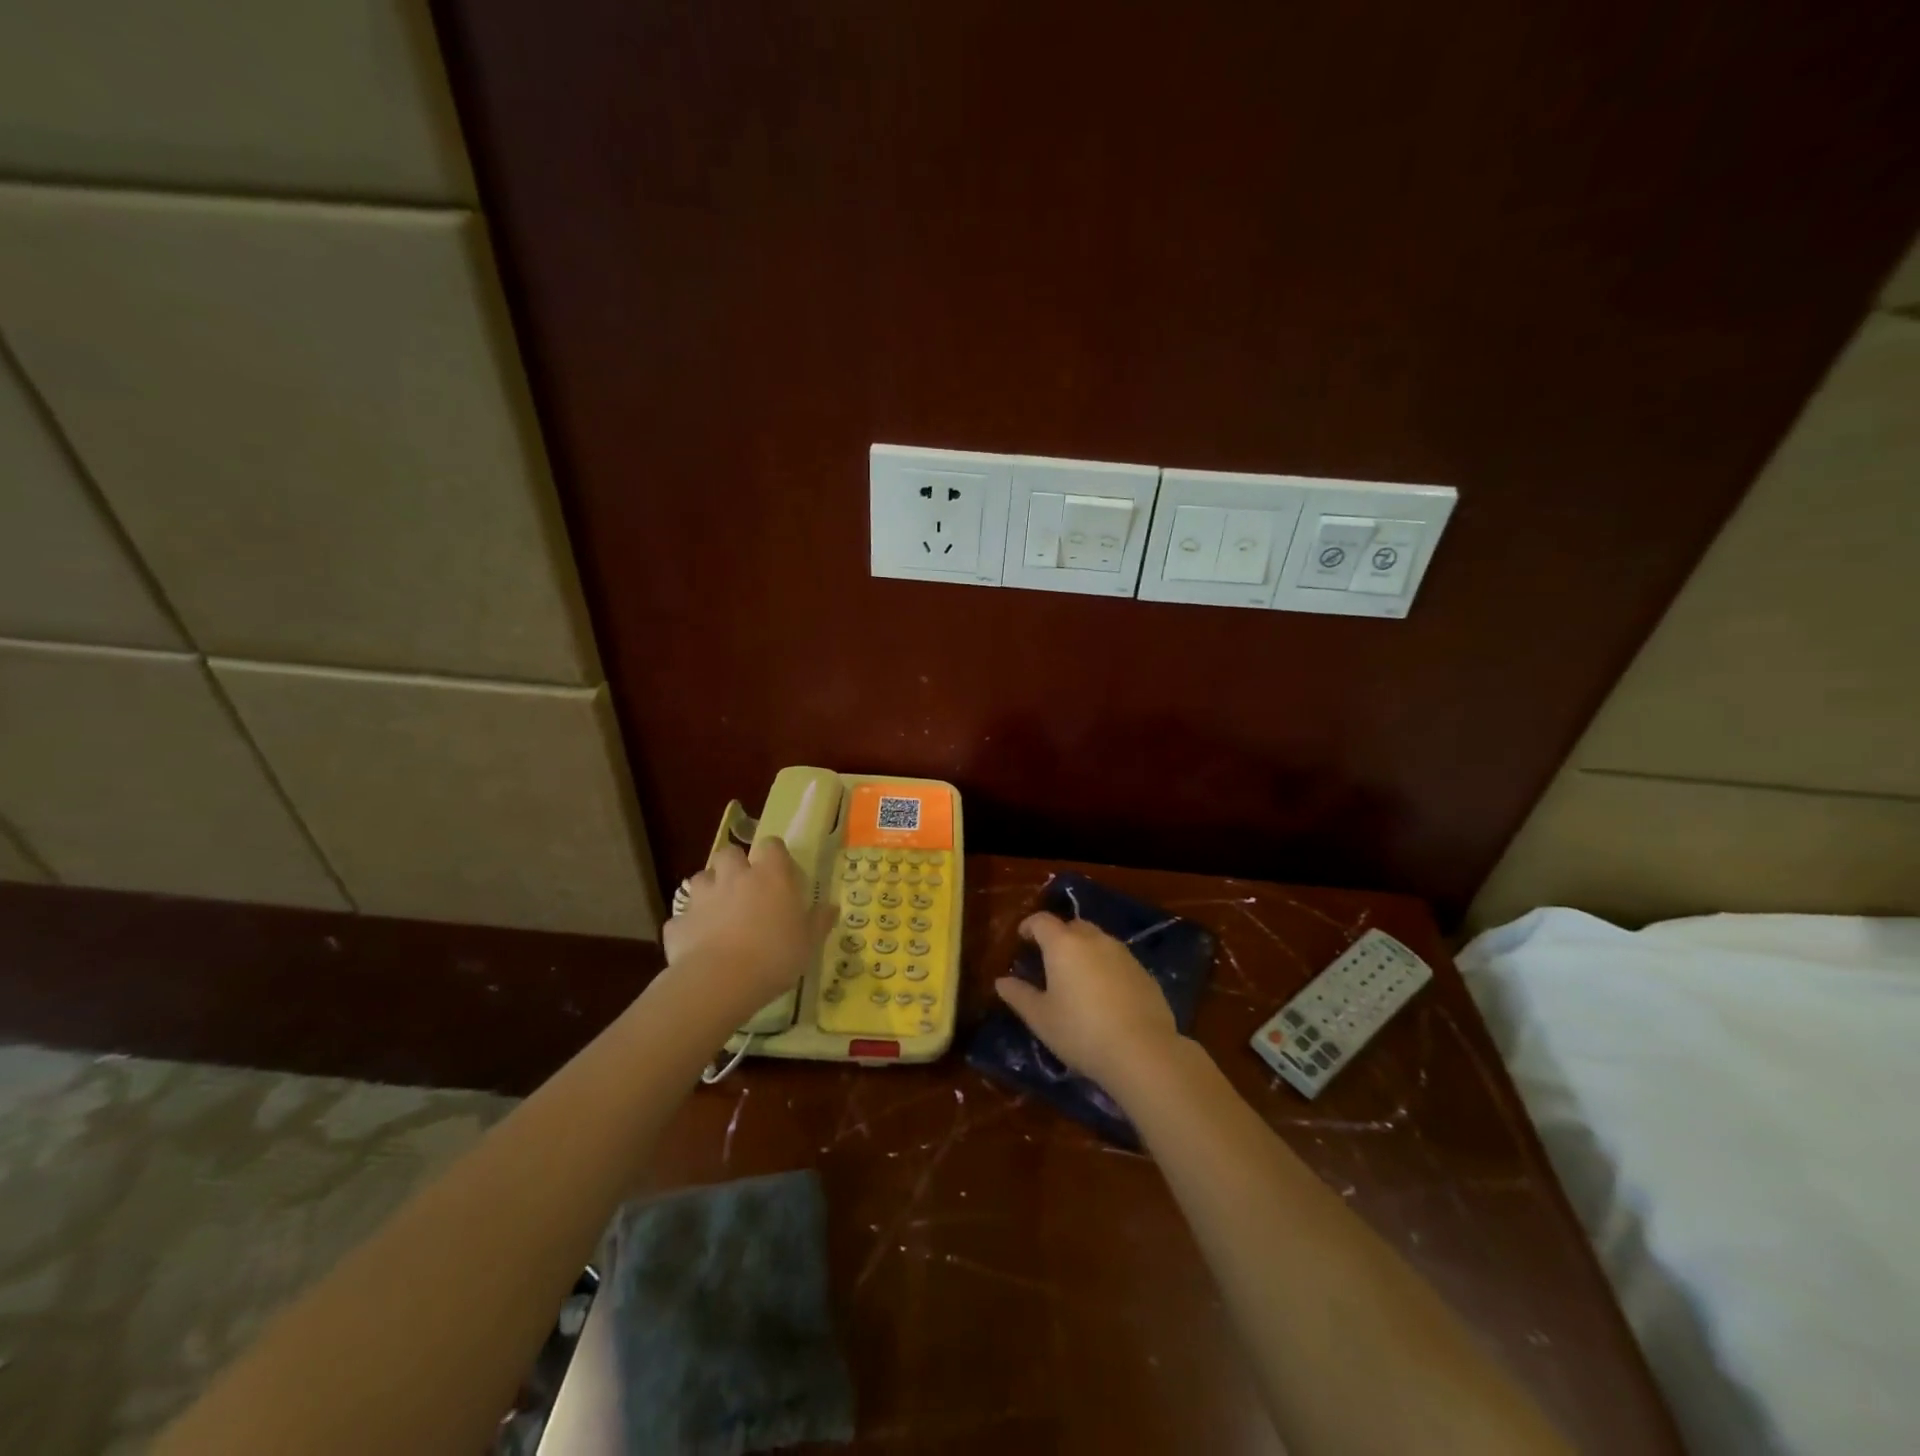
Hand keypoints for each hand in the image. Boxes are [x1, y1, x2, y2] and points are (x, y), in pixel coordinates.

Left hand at [663, 838, 833, 1016]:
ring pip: (701, 878)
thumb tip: (832, 907)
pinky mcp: (678, 922)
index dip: (774, 855)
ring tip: (718, 912)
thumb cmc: (775, 956)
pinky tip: (698, 943)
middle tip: (745, 888)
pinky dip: (690, 925)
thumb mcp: (808, 942)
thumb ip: (819, 921)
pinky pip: (683, 917)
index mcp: (770, 875)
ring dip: (709, 890)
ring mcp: (702, 897)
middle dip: (734, 866)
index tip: (779, 871)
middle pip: (730, 853)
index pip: (772, 845)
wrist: (720, 982)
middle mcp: (734, 876)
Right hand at [994, 912, 1180, 1087]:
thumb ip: (1019, 995)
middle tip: (1049, 960)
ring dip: (1084, 951)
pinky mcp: (1143, 972)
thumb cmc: (1080, 1032)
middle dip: (1058, 937)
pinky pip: (1117, 960)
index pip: (1042, 921)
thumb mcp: (1041, 1018)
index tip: (1022, 939)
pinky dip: (1105, 968)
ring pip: (1098, 941)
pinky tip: (1104, 995)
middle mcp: (1094, 939)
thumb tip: (1002, 981)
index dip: (1029, 926)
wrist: (1142, 1051)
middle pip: (1072, 926)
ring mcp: (1123, 954)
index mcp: (1063, 944)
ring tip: (1077, 978)